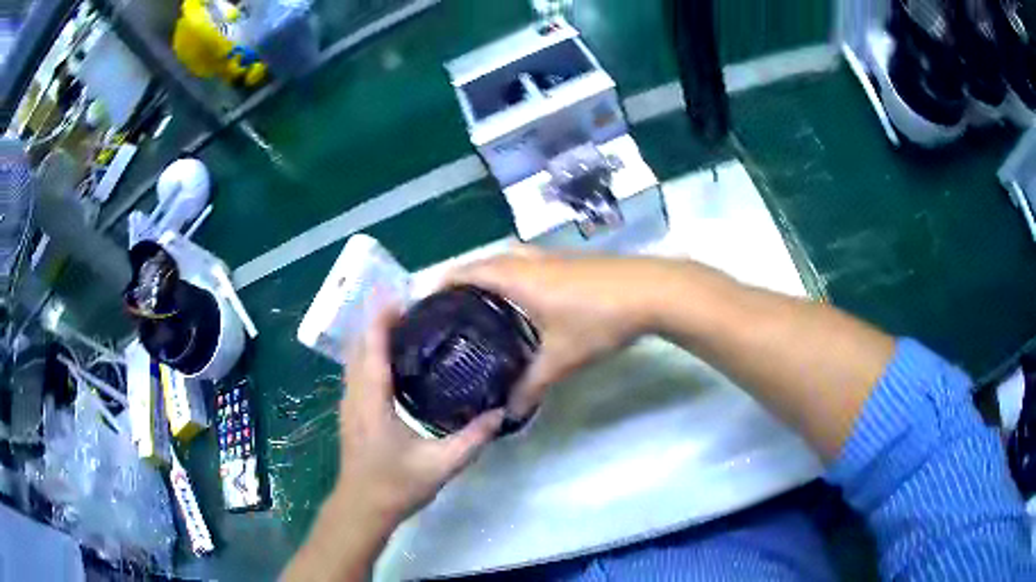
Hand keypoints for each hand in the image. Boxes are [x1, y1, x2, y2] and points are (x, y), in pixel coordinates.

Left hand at [333, 307, 504, 528]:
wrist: (362, 507)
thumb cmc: (396, 486)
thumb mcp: (440, 466)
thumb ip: (472, 439)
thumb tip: (500, 413)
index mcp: (371, 402)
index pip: (371, 349)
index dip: (381, 318)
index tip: (400, 295)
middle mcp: (354, 395)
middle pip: (360, 345)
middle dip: (378, 319)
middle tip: (412, 304)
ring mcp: (349, 402)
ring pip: (356, 357)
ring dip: (373, 334)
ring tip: (405, 321)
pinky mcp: (351, 410)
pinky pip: (358, 370)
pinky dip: (371, 352)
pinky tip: (394, 355)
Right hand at [447, 249, 664, 418]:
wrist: (651, 291)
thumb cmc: (598, 320)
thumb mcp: (561, 359)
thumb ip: (530, 387)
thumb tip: (508, 413)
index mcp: (516, 277)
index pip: (467, 271)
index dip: (443, 283)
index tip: (426, 302)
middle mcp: (529, 260)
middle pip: (485, 261)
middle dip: (464, 280)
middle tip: (451, 309)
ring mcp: (553, 257)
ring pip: (510, 260)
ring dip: (492, 275)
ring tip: (482, 305)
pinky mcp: (572, 261)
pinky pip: (530, 264)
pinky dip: (516, 277)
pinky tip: (525, 302)